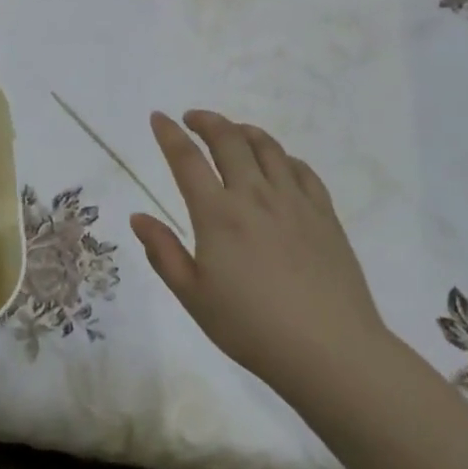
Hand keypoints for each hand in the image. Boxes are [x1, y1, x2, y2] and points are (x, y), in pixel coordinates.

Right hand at [130, 111, 389, 396]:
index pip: (187, 159)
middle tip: (192, 119)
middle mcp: (255, 195)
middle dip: (206, 121)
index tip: (158, 118)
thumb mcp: (193, 297)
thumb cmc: (251, 328)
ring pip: (267, 147)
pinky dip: (283, 157)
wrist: (330, 350)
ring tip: (232, 132)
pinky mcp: (324, 214)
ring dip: (244, 131)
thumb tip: (138, 217)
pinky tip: (278, 164)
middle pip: (229, 139)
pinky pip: (302, 169)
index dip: (169, 134)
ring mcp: (294, 201)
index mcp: (218, 214)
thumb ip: (163, 252)